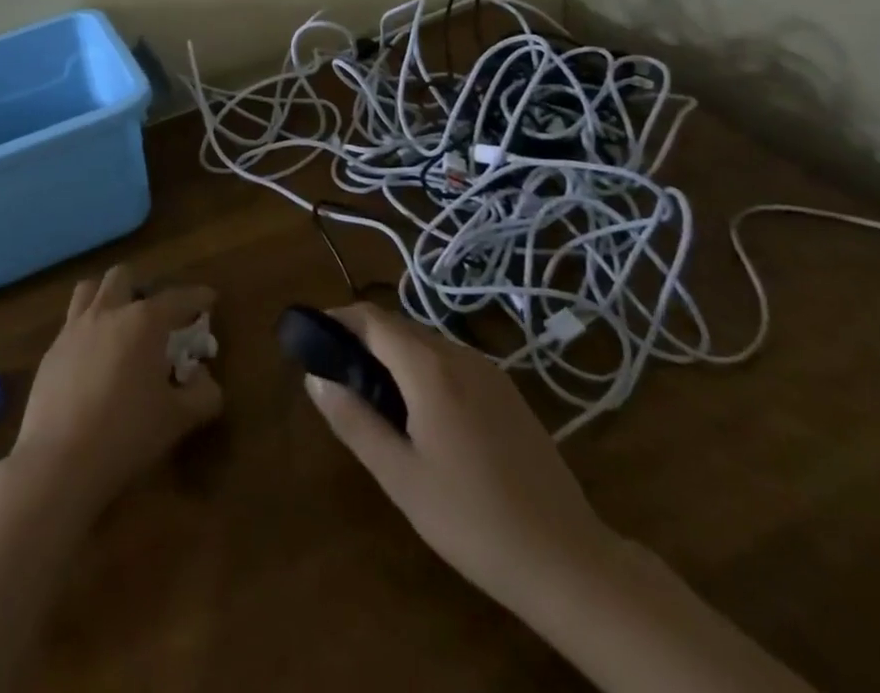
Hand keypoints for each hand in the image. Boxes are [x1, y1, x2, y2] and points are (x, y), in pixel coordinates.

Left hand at [6, 265, 222, 522]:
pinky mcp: (52, 351)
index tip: (209, 298)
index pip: (177, 298)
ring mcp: (74, 328)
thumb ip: (202, 394)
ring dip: (107, 296)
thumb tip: (204, 378)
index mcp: (144, 321)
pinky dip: (87, 328)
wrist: (59, 461)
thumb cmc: (127, 433)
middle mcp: (108, 312)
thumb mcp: (178, 419)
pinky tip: (93, 356)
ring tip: (118, 321)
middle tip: (154, 314)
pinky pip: (71, 322)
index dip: (197, 297)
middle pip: (124, 277)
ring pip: (89, 289)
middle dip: (142, 288)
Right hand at [303, 303, 612, 613]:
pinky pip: (452, 361)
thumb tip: (315, 377)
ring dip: (393, 352)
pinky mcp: (508, 392)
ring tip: (372, 394)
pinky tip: (420, 411)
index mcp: (429, 368)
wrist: (567, 560)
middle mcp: (459, 354)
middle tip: (336, 372)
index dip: (338, 319)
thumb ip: (354, 421)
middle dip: (363, 337)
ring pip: (427, 342)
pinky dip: (423, 367)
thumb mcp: (400, 476)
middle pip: (399, 326)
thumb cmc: (472, 519)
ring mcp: (489, 371)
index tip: (311, 336)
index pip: (372, 319)